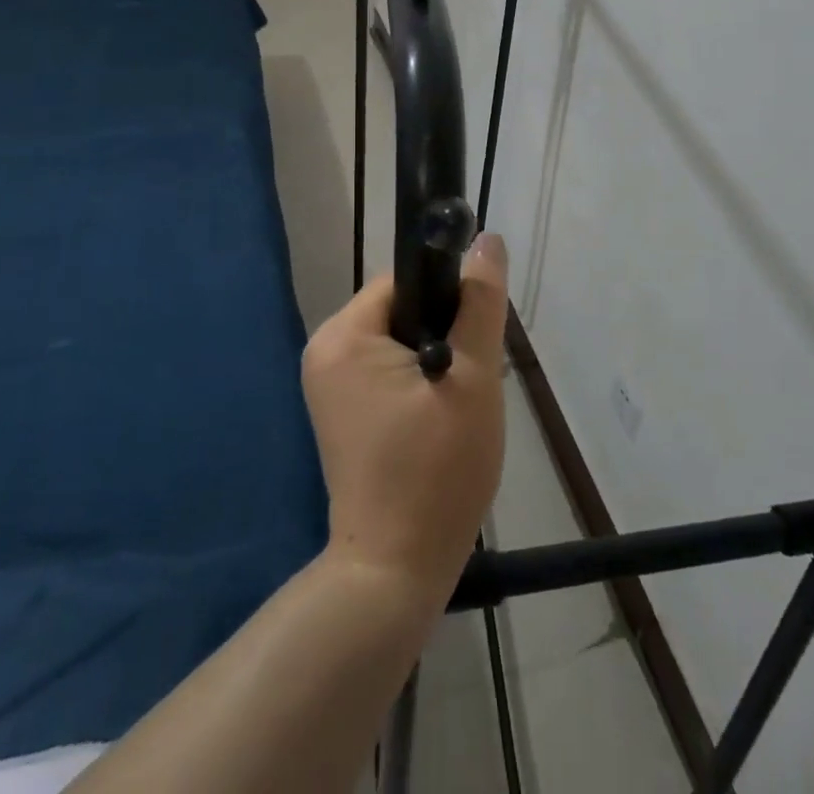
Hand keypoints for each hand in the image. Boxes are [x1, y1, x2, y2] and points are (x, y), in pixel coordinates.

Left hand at [301, 236, 509, 609]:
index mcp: (344, 335)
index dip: (450, 300)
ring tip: (462, 408)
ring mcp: (329, 385)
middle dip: (447, 335)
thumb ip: (480, 303)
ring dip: (439, 362)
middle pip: (404, 310)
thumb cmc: (436, 470)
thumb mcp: (472, 378)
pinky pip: (389, 373)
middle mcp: (326, 351)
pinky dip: (421, 384)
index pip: (406, 281)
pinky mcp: (342, 413)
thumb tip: (487, 240)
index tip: (477, 340)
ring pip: (401, 343)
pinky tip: (444, 421)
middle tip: (475, 382)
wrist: (395, 572)